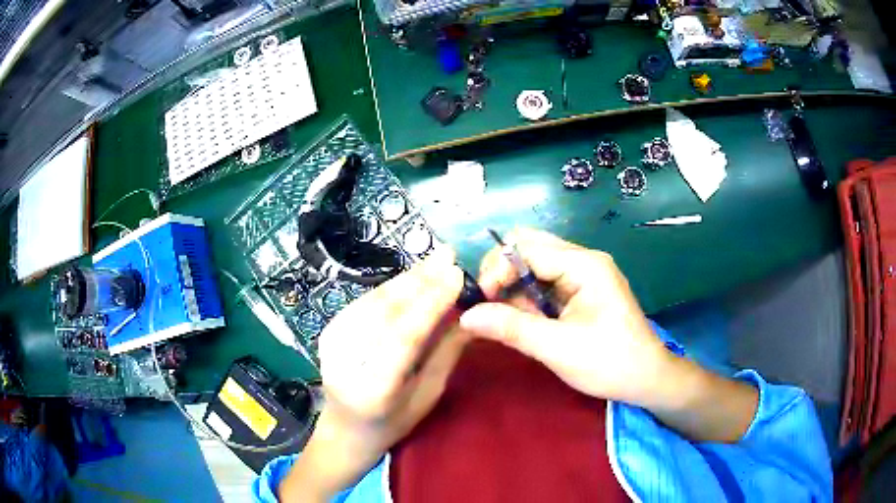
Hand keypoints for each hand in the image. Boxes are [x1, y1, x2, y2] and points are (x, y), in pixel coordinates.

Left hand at [280, 248, 466, 500]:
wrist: (345, 429)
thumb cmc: (394, 422)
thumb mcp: (428, 394)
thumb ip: (446, 352)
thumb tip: (469, 311)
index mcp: (374, 388)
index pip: (404, 337)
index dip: (430, 302)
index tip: (456, 274)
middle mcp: (346, 360)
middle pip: (385, 312)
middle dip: (420, 280)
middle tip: (449, 256)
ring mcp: (331, 342)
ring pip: (374, 301)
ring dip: (407, 278)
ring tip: (436, 259)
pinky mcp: (328, 330)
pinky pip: (365, 302)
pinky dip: (392, 286)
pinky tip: (413, 275)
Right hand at [460, 228, 756, 442]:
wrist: (646, 378)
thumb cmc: (609, 363)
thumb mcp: (557, 348)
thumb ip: (511, 328)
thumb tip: (467, 316)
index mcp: (584, 265)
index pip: (527, 247)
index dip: (498, 268)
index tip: (484, 301)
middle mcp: (584, 260)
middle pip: (530, 245)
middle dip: (503, 270)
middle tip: (490, 303)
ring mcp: (584, 273)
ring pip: (535, 262)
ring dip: (515, 285)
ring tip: (507, 316)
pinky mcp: (582, 289)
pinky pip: (546, 281)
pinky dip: (528, 296)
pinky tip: (525, 318)